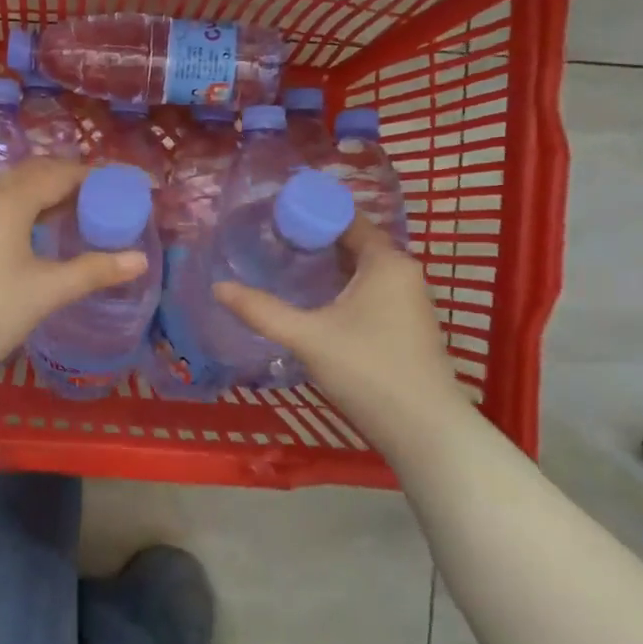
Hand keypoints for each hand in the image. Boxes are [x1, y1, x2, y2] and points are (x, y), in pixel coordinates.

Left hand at [0, 159, 147, 412]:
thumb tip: (139, 259)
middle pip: (35, 175)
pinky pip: (3, 209)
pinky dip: (31, 211)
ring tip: (81, 214)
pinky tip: (43, 235)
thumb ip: (93, 271)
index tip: (127, 186)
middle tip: (106, 198)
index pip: (60, 173)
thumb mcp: (46, 292)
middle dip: (72, 179)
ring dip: (49, 194)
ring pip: (16, 192)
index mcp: (10, 202)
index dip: (96, 176)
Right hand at [212, 219, 469, 434]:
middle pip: (352, 242)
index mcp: (386, 262)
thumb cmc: (368, 371)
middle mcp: (402, 272)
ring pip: (359, 269)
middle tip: (268, 240)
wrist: (424, 431)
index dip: (309, 212)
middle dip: (312, 239)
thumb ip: (261, 310)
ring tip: (281, 266)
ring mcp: (407, 300)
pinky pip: (367, 290)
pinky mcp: (404, 325)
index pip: (346, 218)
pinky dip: (338, 287)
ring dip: (324, 265)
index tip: (271, 215)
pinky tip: (310, 301)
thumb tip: (218, 287)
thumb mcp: (307, 337)